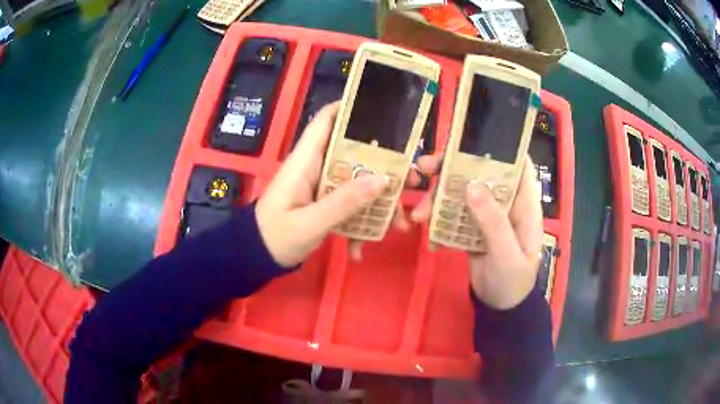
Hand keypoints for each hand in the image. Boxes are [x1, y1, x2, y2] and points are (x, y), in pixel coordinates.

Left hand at [256, 102, 397, 267]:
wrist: (256, 258)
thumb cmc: (275, 236)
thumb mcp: (309, 223)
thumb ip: (343, 202)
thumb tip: (382, 179)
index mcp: (305, 161)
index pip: (324, 121)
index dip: (348, 108)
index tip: (381, 110)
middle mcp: (315, 167)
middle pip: (353, 153)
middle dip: (383, 165)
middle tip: (411, 179)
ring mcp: (321, 186)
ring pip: (357, 181)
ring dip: (378, 201)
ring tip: (400, 223)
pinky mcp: (324, 203)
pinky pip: (349, 204)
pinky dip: (359, 223)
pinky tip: (360, 249)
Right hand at [411, 156, 542, 309]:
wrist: (499, 307)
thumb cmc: (513, 281)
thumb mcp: (506, 254)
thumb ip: (492, 223)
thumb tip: (472, 185)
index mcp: (522, 204)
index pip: (516, 165)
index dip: (499, 148)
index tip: (469, 138)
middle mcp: (504, 204)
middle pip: (480, 175)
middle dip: (452, 169)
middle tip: (423, 167)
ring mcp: (486, 216)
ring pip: (462, 195)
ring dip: (438, 200)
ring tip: (418, 215)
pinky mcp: (471, 229)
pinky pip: (454, 217)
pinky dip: (439, 224)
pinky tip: (430, 239)